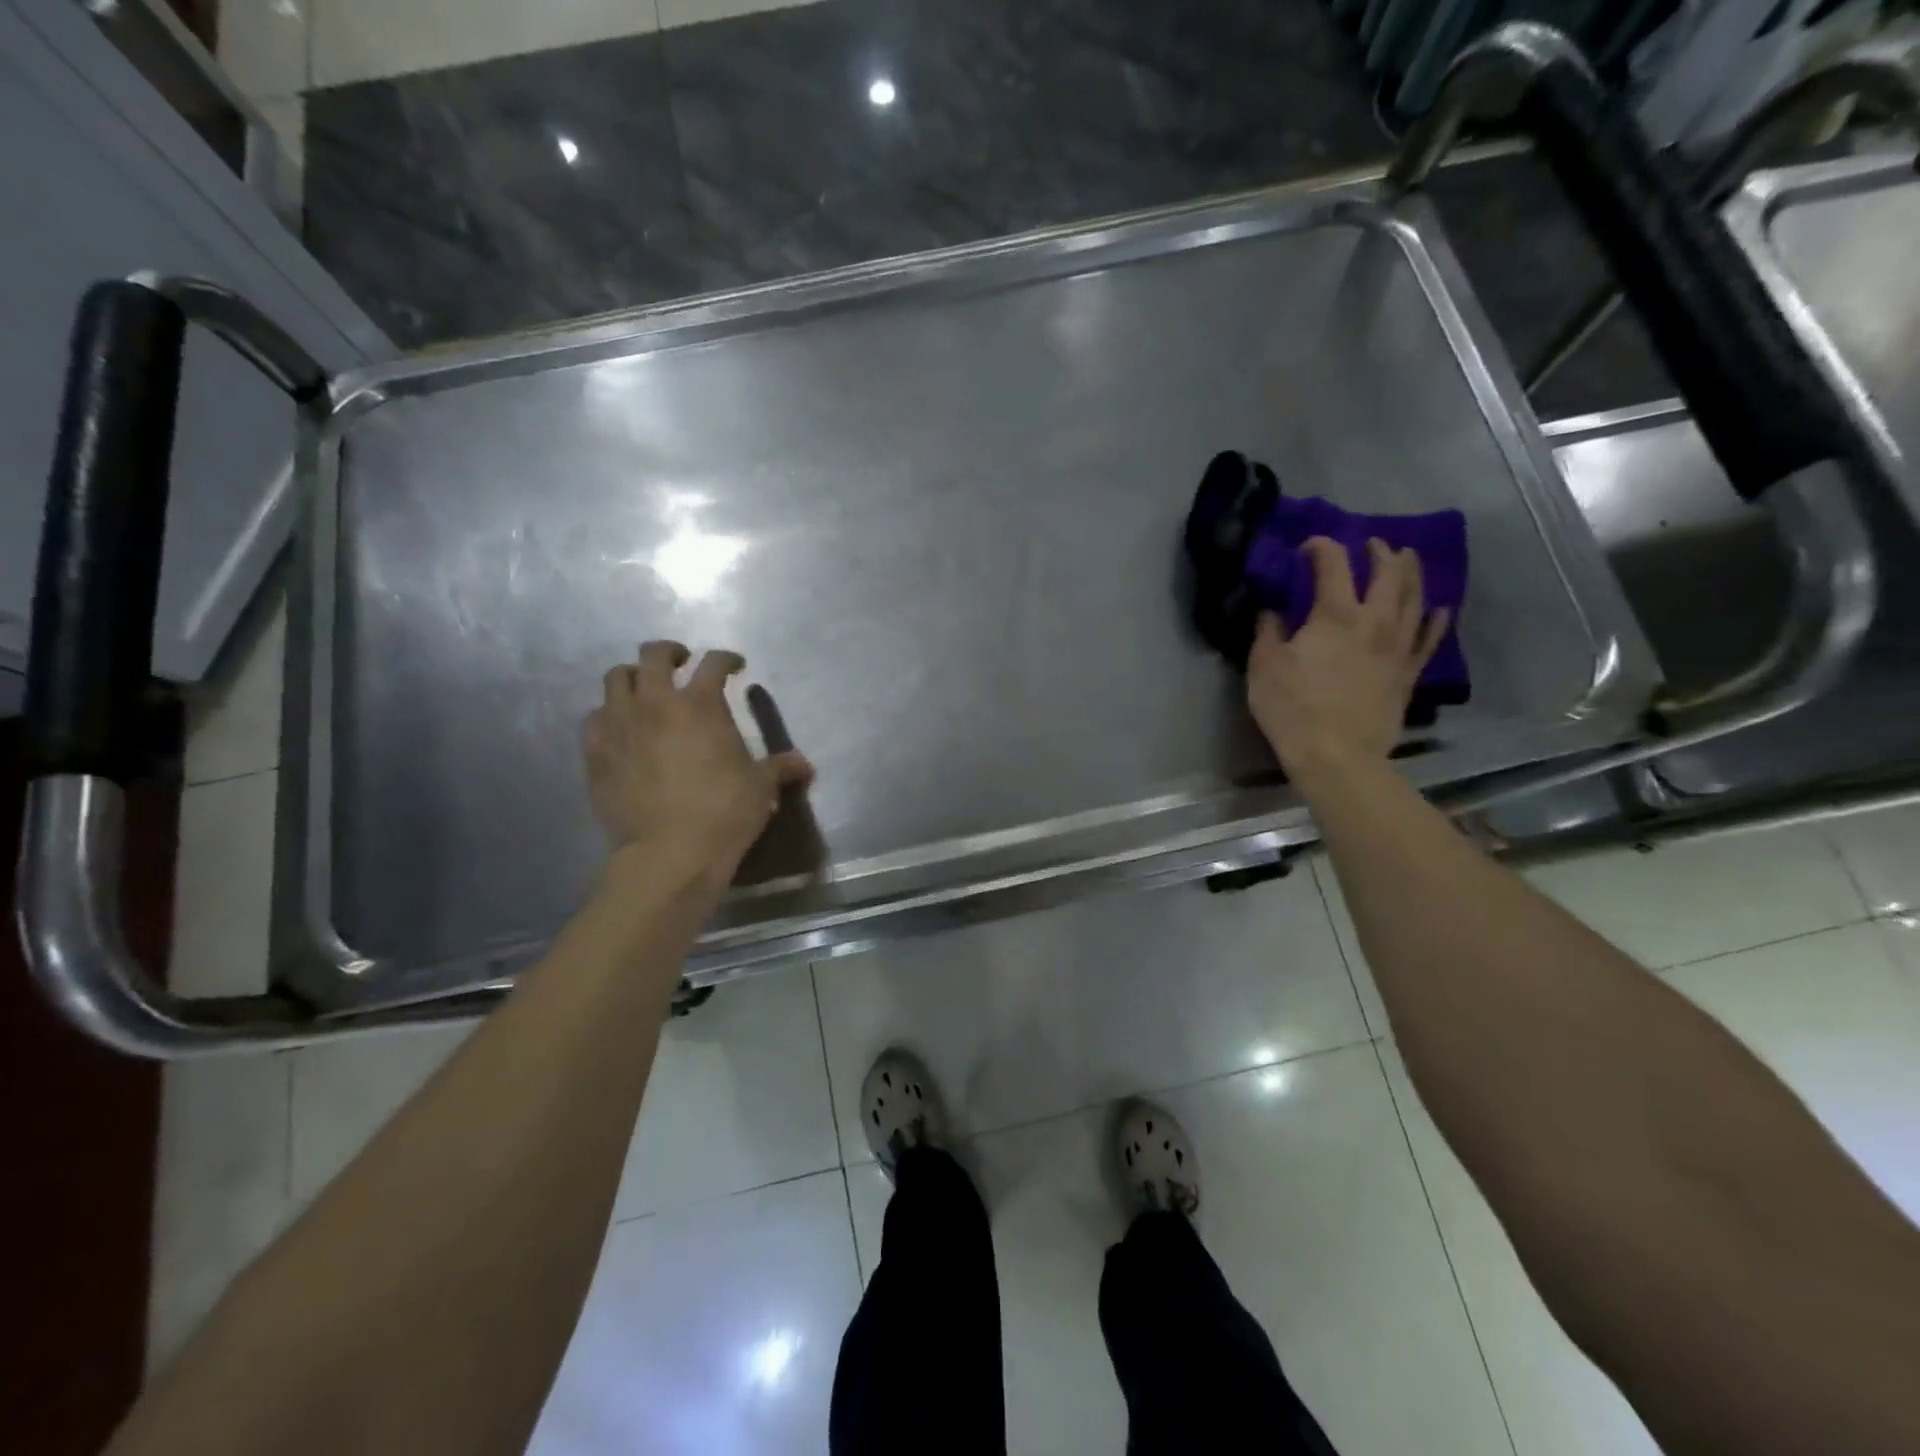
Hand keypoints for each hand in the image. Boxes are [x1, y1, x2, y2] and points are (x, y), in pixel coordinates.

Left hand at [583, 641, 812, 890]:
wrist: (669, 853)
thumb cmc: (723, 813)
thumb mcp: (760, 787)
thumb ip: (779, 768)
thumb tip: (804, 765)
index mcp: (700, 704)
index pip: (713, 663)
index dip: (727, 659)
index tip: (736, 666)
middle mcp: (655, 703)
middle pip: (653, 655)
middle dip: (670, 653)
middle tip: (682, 664)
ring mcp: (619, 724)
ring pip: (615, 678)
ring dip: (633, 677)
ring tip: (645, 691)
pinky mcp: (595, 751)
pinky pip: (595, 717)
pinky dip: (610, 715)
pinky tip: (622, 729)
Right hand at [1247, 537, 1448, 781]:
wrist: (1337, 756)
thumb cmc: (1292, 709)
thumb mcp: (1264, 667)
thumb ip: (1268, 631)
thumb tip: (1272, 610)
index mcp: (1335, 614)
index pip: (1332, 564)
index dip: (1321, 547)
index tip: (1307, 546)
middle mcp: (1375, 621)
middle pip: (1386, 573)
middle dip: (1378, 552)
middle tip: (1371, 544)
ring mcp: (1398, 646)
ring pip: (1414, 598)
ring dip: (1411, 573)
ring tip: (1407, 560)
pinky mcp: (1408, 672)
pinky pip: (1429, 638)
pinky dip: (1435, 619)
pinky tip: (1439, 608)